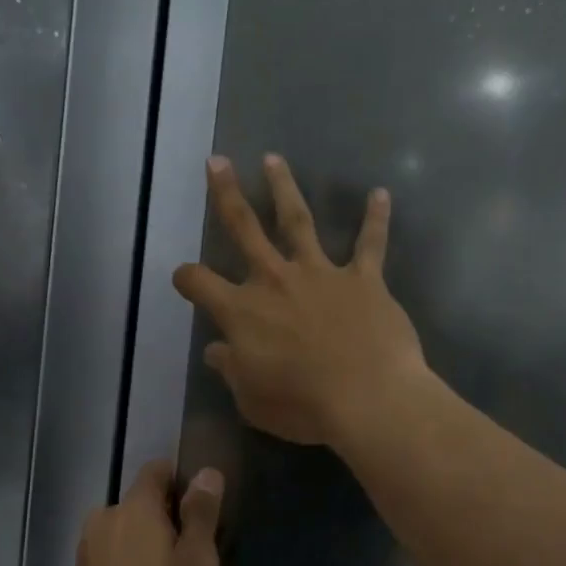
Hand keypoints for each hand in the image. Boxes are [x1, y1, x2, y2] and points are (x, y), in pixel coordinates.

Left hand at [59, 459, 222, 565]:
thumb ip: (201, 513)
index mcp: (135, 506)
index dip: (179, 481)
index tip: (197, 508)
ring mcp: (86, 548)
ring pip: (121, 532)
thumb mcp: (197, 561)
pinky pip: (108, 558)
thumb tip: (207, 473)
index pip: (156, 470)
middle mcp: (104, 517)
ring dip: (141, 544)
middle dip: (162, 518)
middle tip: (187, 552)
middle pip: (139, 503)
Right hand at [173, 154, 428, 448]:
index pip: (199, 283)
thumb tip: (216, 351)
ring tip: (274, 159)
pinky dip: (376, 219)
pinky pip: (370, 244)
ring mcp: (320, 274)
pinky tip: (380, 194)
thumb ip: (231, 370)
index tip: (184, 278)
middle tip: (217, 162)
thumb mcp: (251, 399)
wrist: (367, 399)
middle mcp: (275, 281)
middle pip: (244, 228)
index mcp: (241, 311)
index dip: (186, 278)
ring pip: (297, 221)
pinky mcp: (363, 280)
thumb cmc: (302, 406)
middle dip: (226, 194)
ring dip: (284, 188)